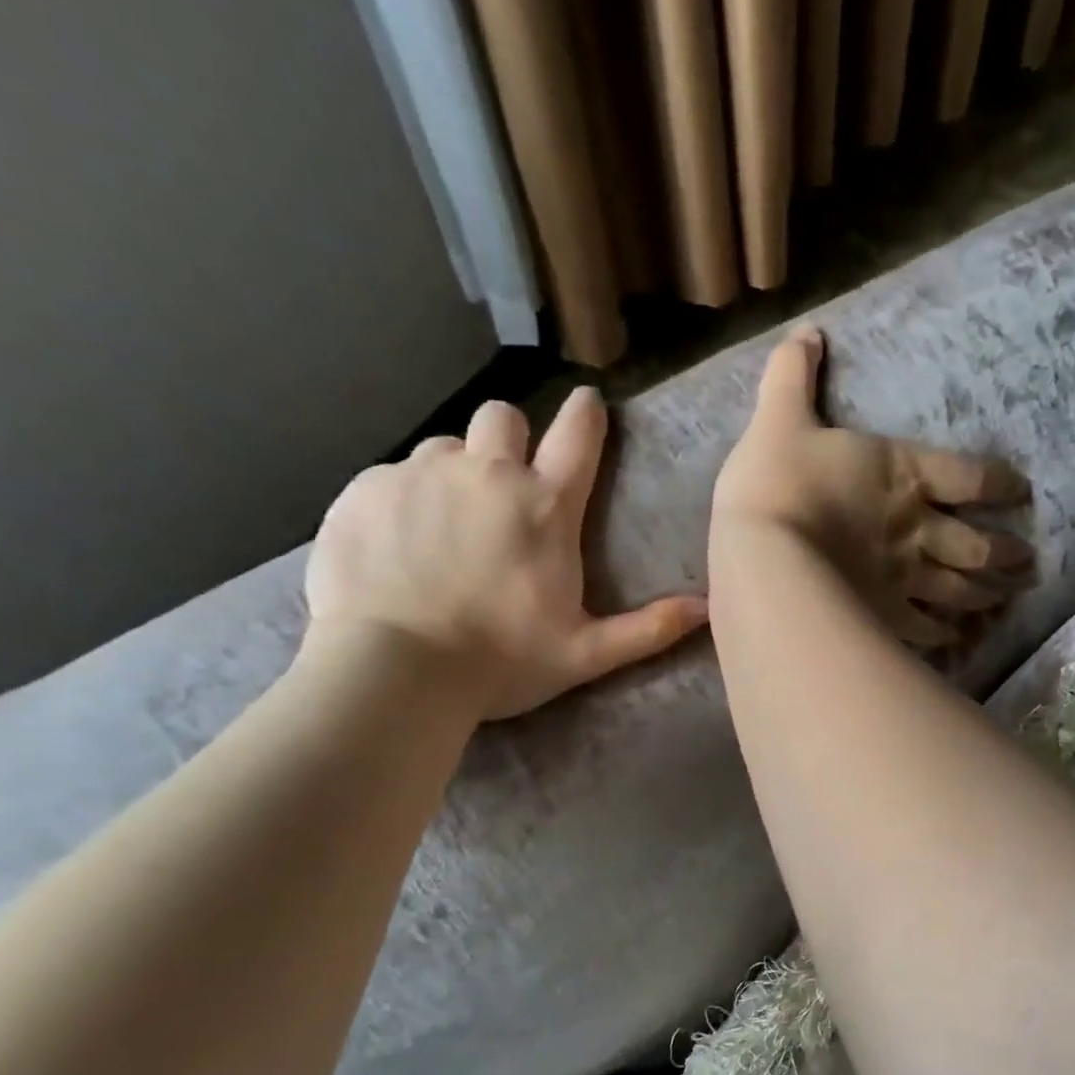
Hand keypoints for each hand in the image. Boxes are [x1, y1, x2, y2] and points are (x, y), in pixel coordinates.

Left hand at [304, 390, 707, 721]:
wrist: (395, 672)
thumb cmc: (502, 662)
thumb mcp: (586, 653)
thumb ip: (650, 628)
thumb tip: (708, 608)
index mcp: (546, 509)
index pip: (578, 436)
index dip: (586, 414)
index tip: (588, 402)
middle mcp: (488, 474)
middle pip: (503, 416)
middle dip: (510, 436)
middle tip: (505, 481)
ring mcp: (421, 475)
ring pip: (446, 445)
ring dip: (456, 471)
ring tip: (448, 522)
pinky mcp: (366, 490)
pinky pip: (392, 474)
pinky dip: (404, 499)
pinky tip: (400, 543)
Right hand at [713, 326, 1033, 646]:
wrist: (763, 553)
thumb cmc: (775, 481)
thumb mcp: (778, 417)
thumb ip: (793, 375)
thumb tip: (807, 330)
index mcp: (903, 474)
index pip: (971, 476)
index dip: (1001, 484)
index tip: (1021, 493)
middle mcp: (917, 528)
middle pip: (977, 544)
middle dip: (1007, 553)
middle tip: (1029, 563)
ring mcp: (905, 578)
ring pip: (959, 590)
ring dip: (986, 596)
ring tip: (1005, 600)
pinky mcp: (886, 617)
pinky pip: (925, 630)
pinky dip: (945, 638)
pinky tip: (958, 643)